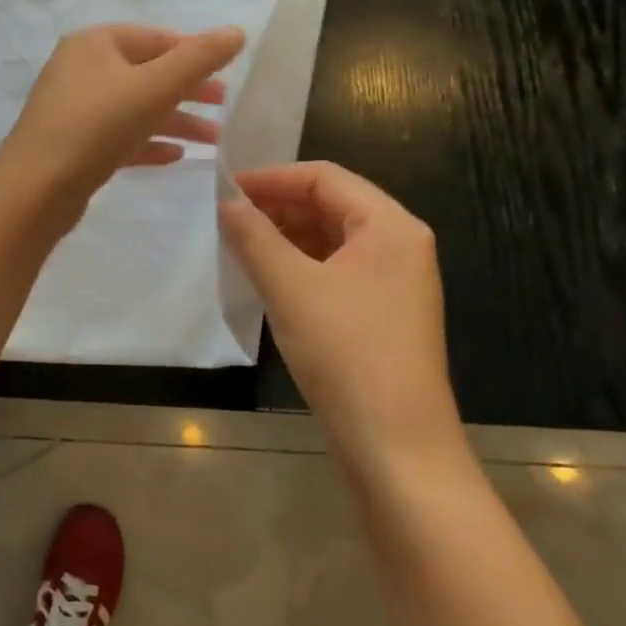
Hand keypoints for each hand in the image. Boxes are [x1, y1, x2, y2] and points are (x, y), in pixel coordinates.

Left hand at [0, 24, 245, 208]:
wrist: (36, 188)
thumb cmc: (98, 125)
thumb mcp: (156, 87)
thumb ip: (199, 59)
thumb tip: (237, 32)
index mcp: (95, 44)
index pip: (154, 38)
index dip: (193, 51)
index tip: (228, 72)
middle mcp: (81, 70)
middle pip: (146, 73)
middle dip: (188, 90)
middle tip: (225, 105)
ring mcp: (74, 109)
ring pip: (135, 108)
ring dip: (175, 121)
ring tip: (214, 140)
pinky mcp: (74, 146)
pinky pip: (119, 137)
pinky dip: (148, 143)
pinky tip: (176, 156)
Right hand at [219, 162, 466, 474]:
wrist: (396, 448)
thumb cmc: (346, 353)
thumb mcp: (290, 287)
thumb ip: (254, 236)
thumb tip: (226, 203)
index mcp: (391, 227)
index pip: (325, 177)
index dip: (272, 178)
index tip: (225, 190)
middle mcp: (400, 246)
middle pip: (332, 204)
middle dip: (278, 206)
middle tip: (227, 218)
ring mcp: (394, 283)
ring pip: (332, 239)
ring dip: (286, 236)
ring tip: (239, 245)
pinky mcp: (382, 314)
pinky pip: (337, 270)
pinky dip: (300, 265)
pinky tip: (267, 278)